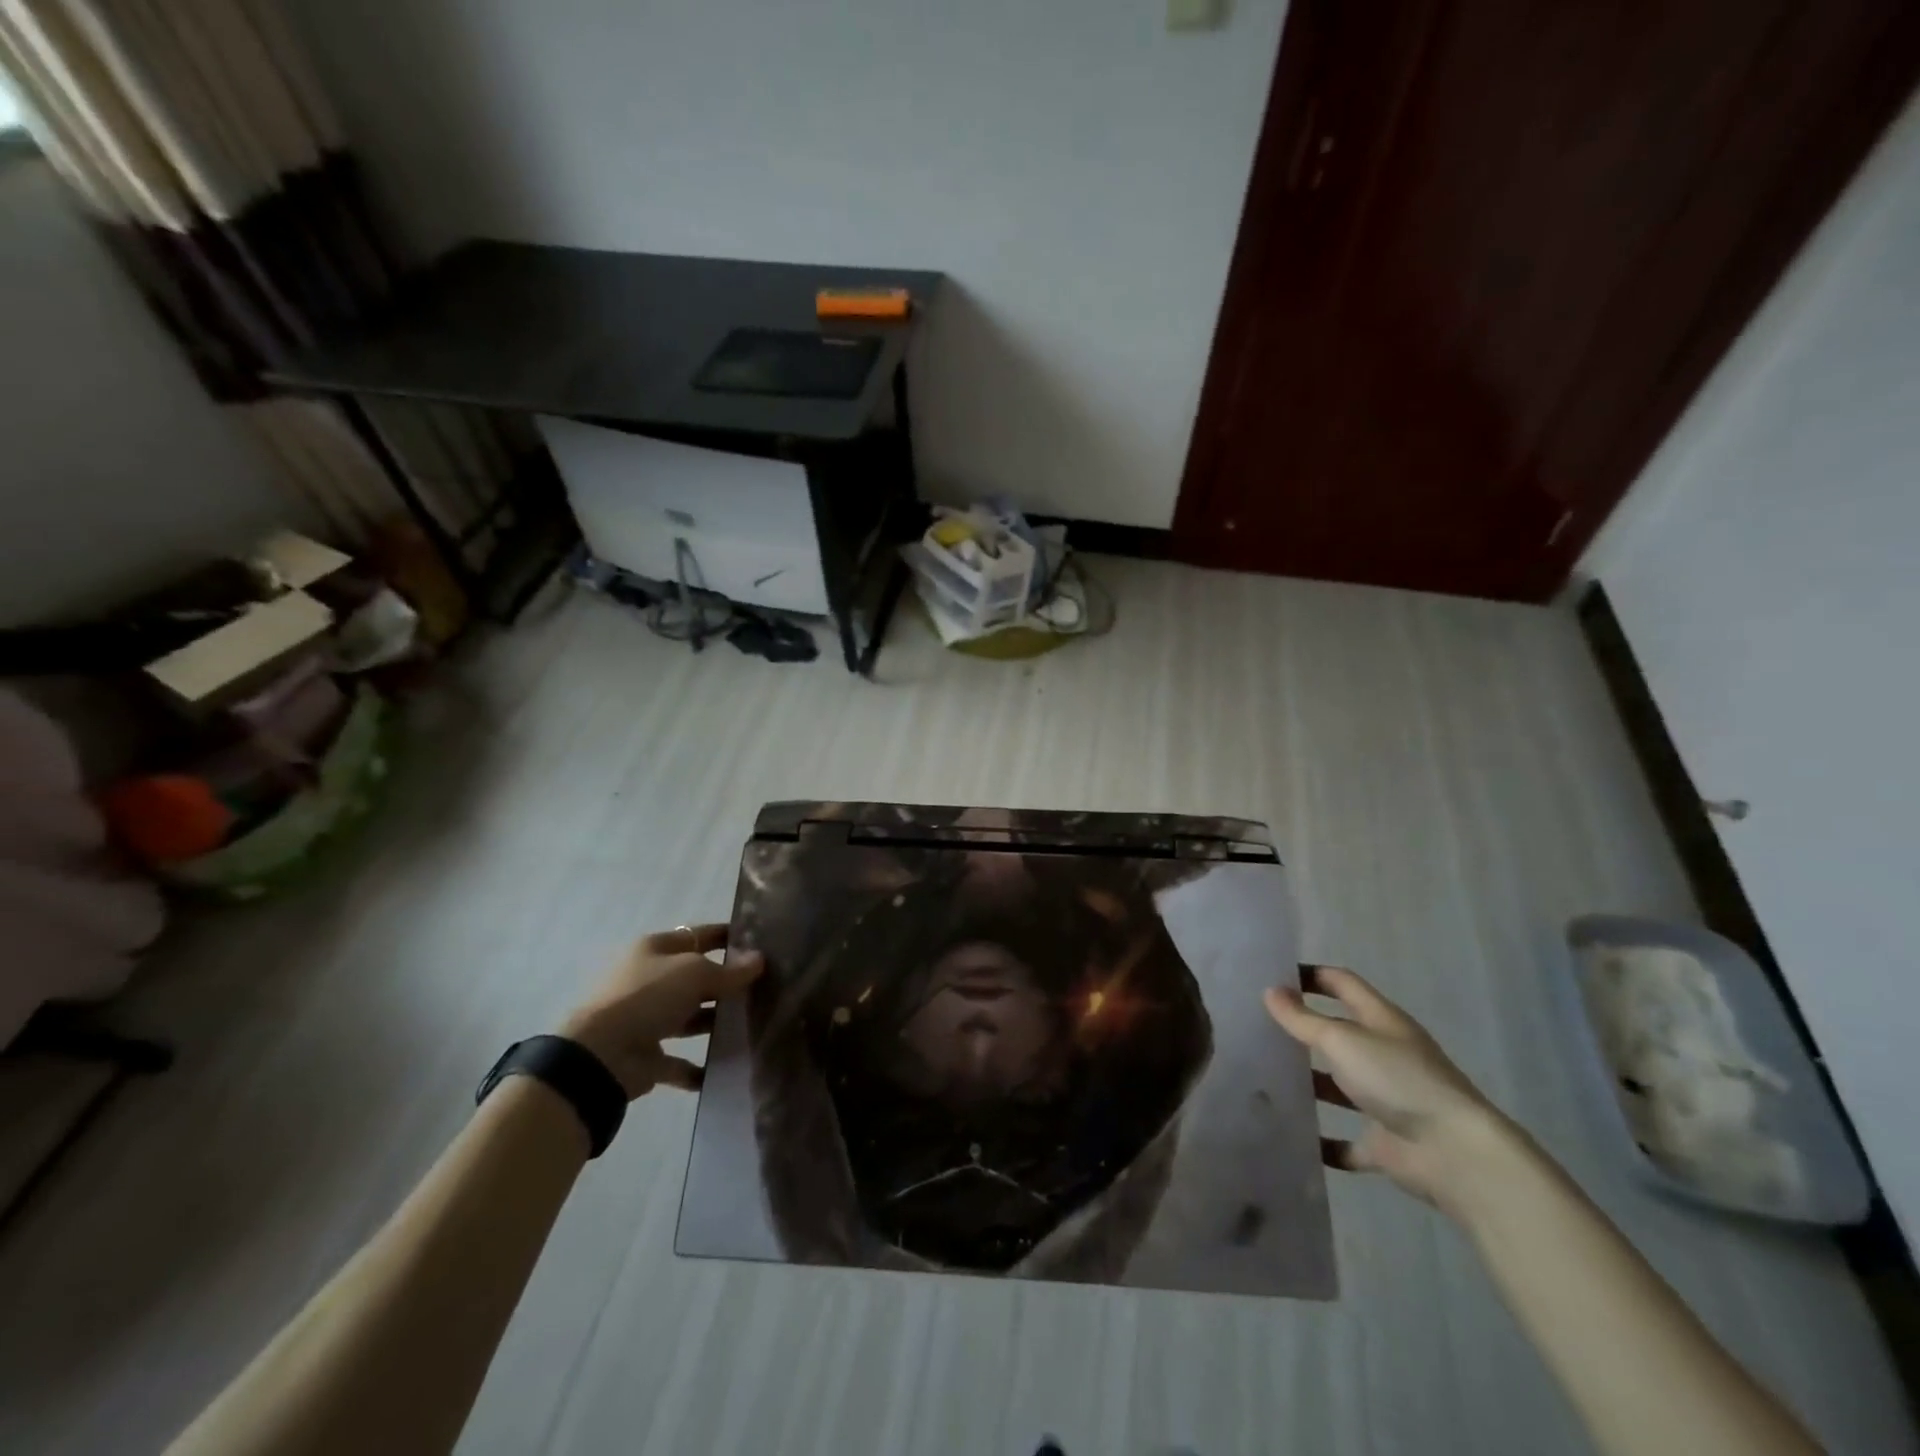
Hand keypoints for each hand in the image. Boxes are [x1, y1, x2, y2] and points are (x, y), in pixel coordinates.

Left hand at [560, 924, 763, 1098]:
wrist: (601, 1056)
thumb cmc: (648, 997)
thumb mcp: (694, 973)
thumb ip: (729, 970)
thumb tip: (759, 960)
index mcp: (655, 950)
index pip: (699, 935)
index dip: (727, 937)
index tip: (760, 941)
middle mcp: (650, 981)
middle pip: (696, 978)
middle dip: (727, 983)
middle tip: (766, 987)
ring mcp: (647, 1020)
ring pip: (690, 1018)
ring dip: (716, 1023)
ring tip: (754, 1025)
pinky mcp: (647, 1056)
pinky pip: (680, 1061)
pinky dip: (700, 1067)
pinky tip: (727, 1068)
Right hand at [1265, 965, 1514, 1216]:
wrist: (1456, 1155)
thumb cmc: (1397, 1079)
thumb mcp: (1342, 1039)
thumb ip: (1303, 1019)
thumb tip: (1270, 991)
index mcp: (1381, 1020)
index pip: (1342, 984)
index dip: (1310, 975)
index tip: (1272, 975)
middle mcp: (1384, 1054)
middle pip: (1339, 1033)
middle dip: (1303, 1029)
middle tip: (1257, 1026)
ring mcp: (1387, 1100)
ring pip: (1340, 1085)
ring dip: (1309, 1083)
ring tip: (1264, 1078)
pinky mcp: (1385, 1142)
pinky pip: (1347, 1141)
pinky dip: (1324, 1141)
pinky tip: (1293, 1137)